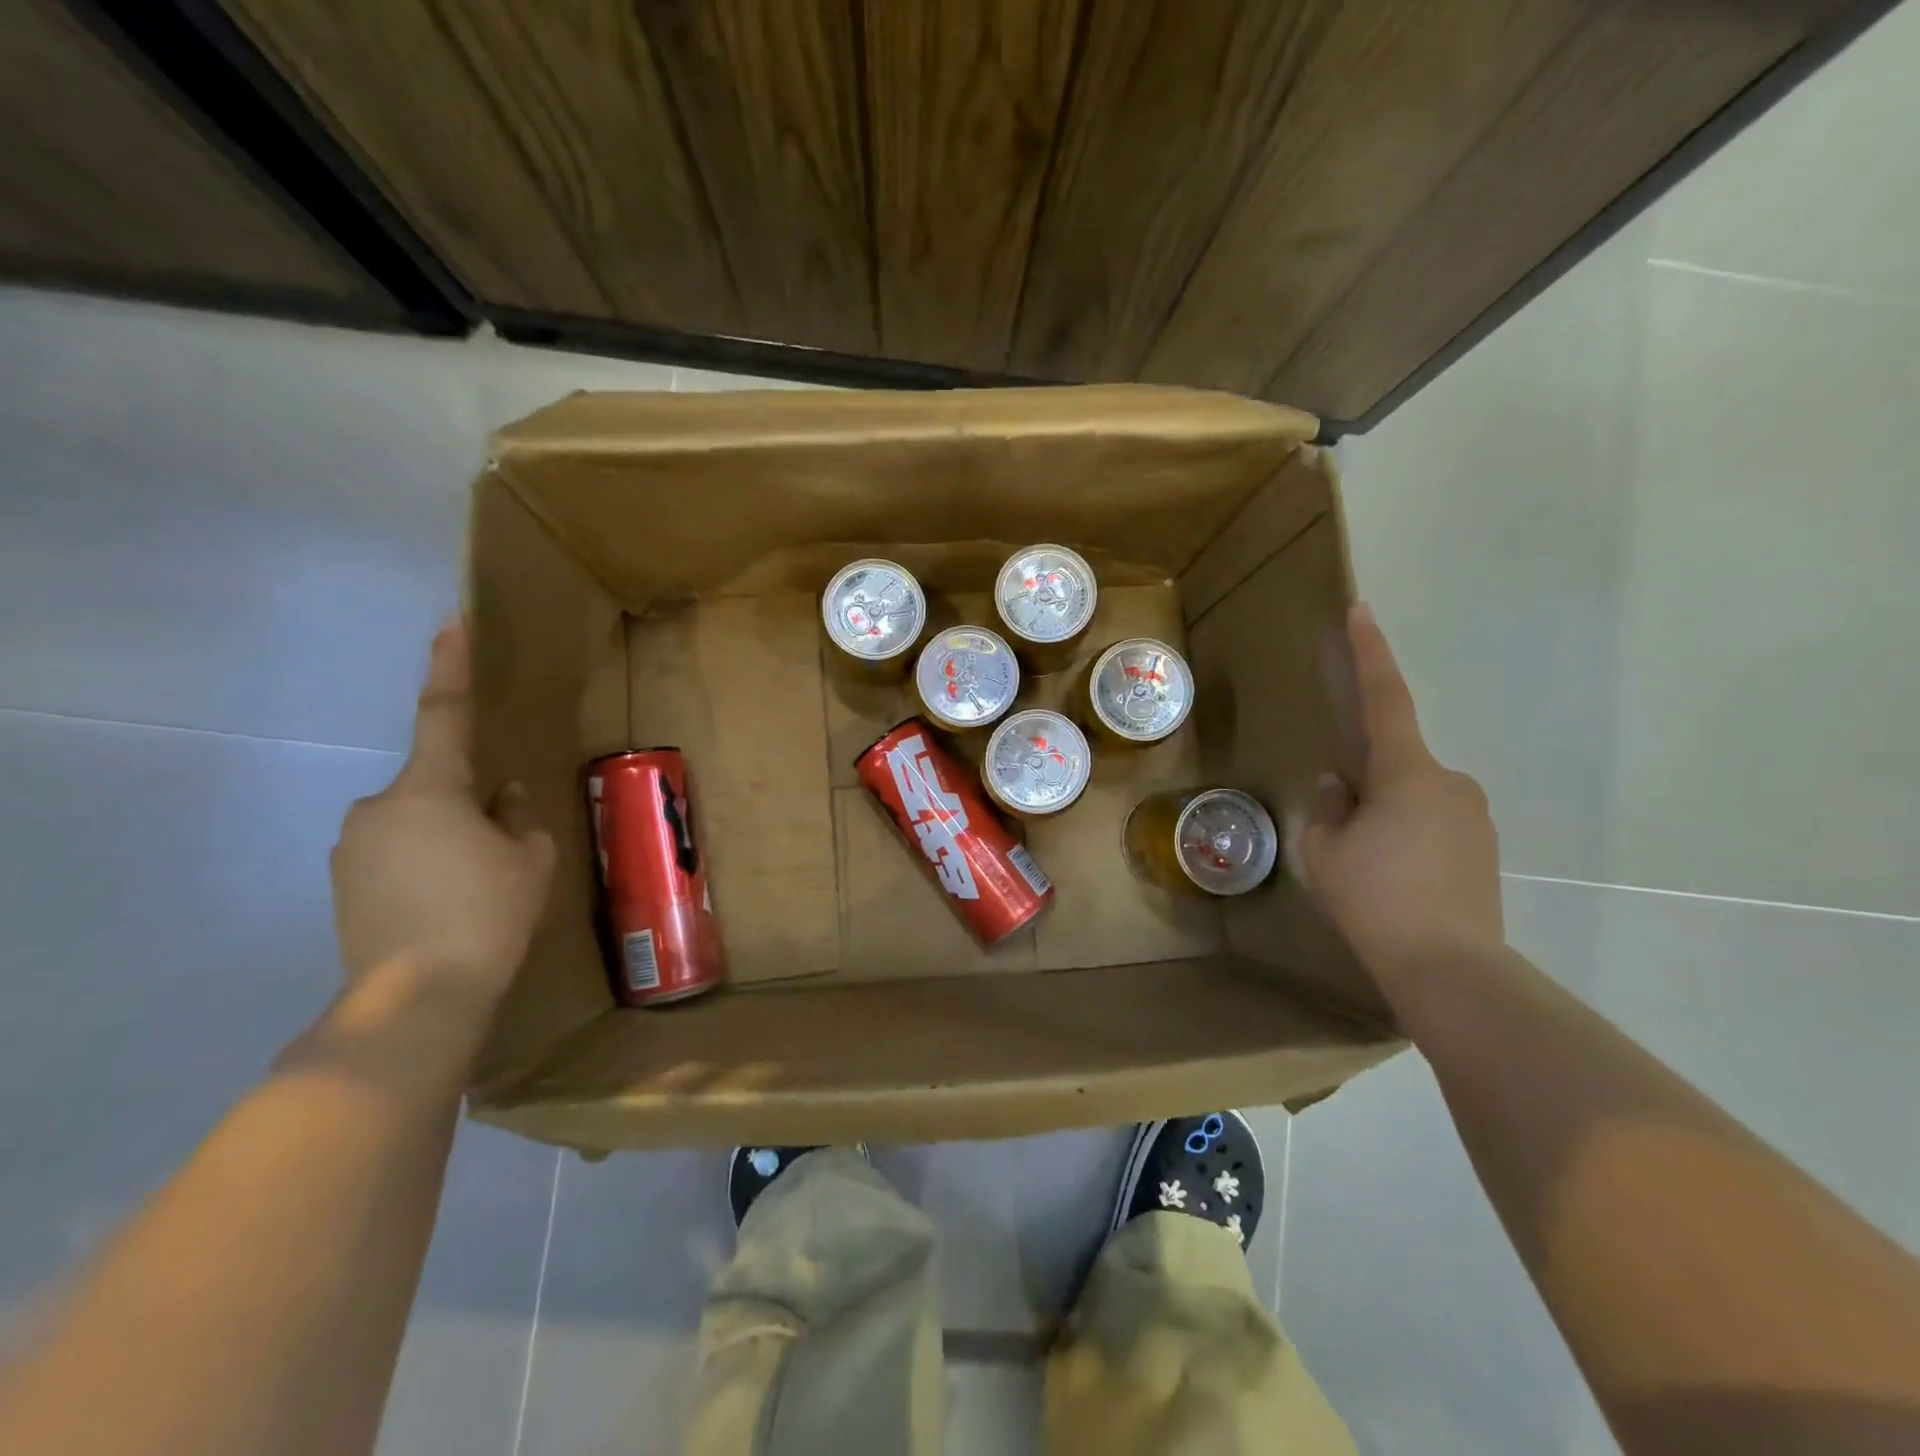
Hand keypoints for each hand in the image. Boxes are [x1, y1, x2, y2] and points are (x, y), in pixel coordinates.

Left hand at [331, 619, 555, 1008]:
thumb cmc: (488, 912)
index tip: (449, 623)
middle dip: (467, 805)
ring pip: (414, 823)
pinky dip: (421, 866)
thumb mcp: (529, 860)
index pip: (444, 715)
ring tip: (473, 889)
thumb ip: (518, 817)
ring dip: (445, 839)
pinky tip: (443, 905)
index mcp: (432, 790)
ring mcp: (352, 846)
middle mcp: (379, 806)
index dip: (450, 668)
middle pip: (434, 786)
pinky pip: (392, 853)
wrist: (418, 994)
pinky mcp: (341, 882)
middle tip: (501, 853)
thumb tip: (502, 797)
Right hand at [1297, 603, 1503, 988]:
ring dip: (1385, 817)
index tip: (1362, 611)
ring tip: (1366, 870)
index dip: (1371, 653)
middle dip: (1365, 785)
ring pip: (1414, 799)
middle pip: (1396, 764)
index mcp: (1407, 773)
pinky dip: (1407, 840)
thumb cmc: (1375, 898)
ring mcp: (1474, 818)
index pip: (1385, 699)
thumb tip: (1339, 784)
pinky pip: (1434, 826)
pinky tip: (1395, 882)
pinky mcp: (1484, 850)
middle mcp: (1450, 783)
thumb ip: (1328, 806)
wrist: (1449, 967)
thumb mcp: (1324, 850)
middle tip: (1339, 833)